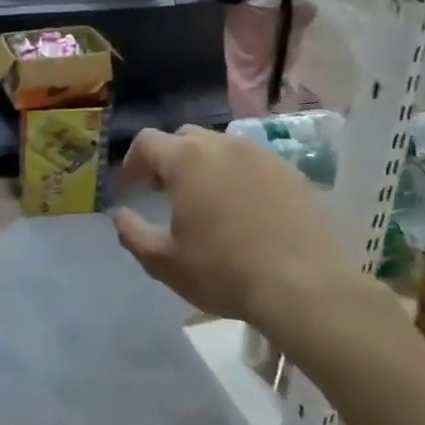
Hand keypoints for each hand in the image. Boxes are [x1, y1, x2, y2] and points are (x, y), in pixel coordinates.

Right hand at [111, 126, 362, 324]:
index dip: (132, 163)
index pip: (146, 142)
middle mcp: (222, 145)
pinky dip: (238, 176)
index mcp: (186, 159)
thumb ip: (133, 234)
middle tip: (164, 191)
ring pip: (221, 147)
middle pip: (184, 137)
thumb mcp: (165, 262)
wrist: (304, 287)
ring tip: (205, 199)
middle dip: (168, 159)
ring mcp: (260, 154)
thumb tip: (119, 215)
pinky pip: (253, 163)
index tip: (130, 189)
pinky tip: (243, 209)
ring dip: (204, 165)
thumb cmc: (224, 272)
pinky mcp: (290, 171)